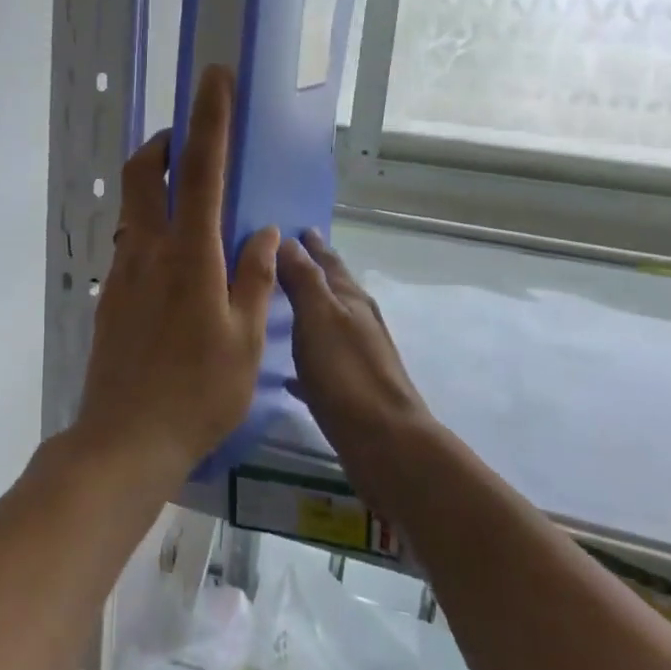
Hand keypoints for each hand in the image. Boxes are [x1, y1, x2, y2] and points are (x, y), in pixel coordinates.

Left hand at [72, 67, 280, 479]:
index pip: (201, 171)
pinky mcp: (111, 296)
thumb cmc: (198, 392)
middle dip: (164, 143)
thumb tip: (265, 232)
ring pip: (132, 207)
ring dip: (155, 184)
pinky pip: (130, 242)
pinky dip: (151, 226)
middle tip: (190, 143)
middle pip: (143, 173)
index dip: (208, 119)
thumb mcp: (245, 340)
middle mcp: (148, 251)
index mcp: (189, 256)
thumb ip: (255, 277)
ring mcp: (123, 273)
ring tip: (189, 198)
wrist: (126, 440)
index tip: (214, 78)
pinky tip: (177, 260)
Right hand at [278, 230, 431, 450]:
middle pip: (333, 290)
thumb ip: (305, 280)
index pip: (329, 262)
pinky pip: (322, 366)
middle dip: (313, 273)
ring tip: (285, 306)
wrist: (384, 441)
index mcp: (351, 301)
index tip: (298, 228)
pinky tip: (289, 374)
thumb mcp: (319, 318)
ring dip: (310, 311)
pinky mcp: (350, 391)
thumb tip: (290, 241)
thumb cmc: (346, 373)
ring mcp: (356, 357)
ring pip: (329, 325)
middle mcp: (358, 323)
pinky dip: (306, 361)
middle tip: (288, 259)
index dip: (313, 246)